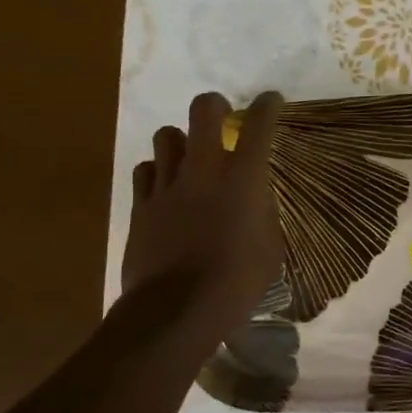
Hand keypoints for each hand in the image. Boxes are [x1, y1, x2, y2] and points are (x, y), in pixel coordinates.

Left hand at [122, 91, 282, 332]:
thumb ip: (265, 216)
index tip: (270, 101)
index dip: (267, 106)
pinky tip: (164, 188)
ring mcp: (167, 184)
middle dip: (214, 105)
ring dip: (180, 141)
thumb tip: (256, 203)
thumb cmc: (235, 283)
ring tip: (188, 158)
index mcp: (243, 178)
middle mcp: (204, 169)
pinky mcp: (140, 204)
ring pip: (167, 136)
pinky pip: (146, 171)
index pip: (259, 124)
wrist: (175, 311)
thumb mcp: (270, 250)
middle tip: (221, 118)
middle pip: (203, 109)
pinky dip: (157, 172)